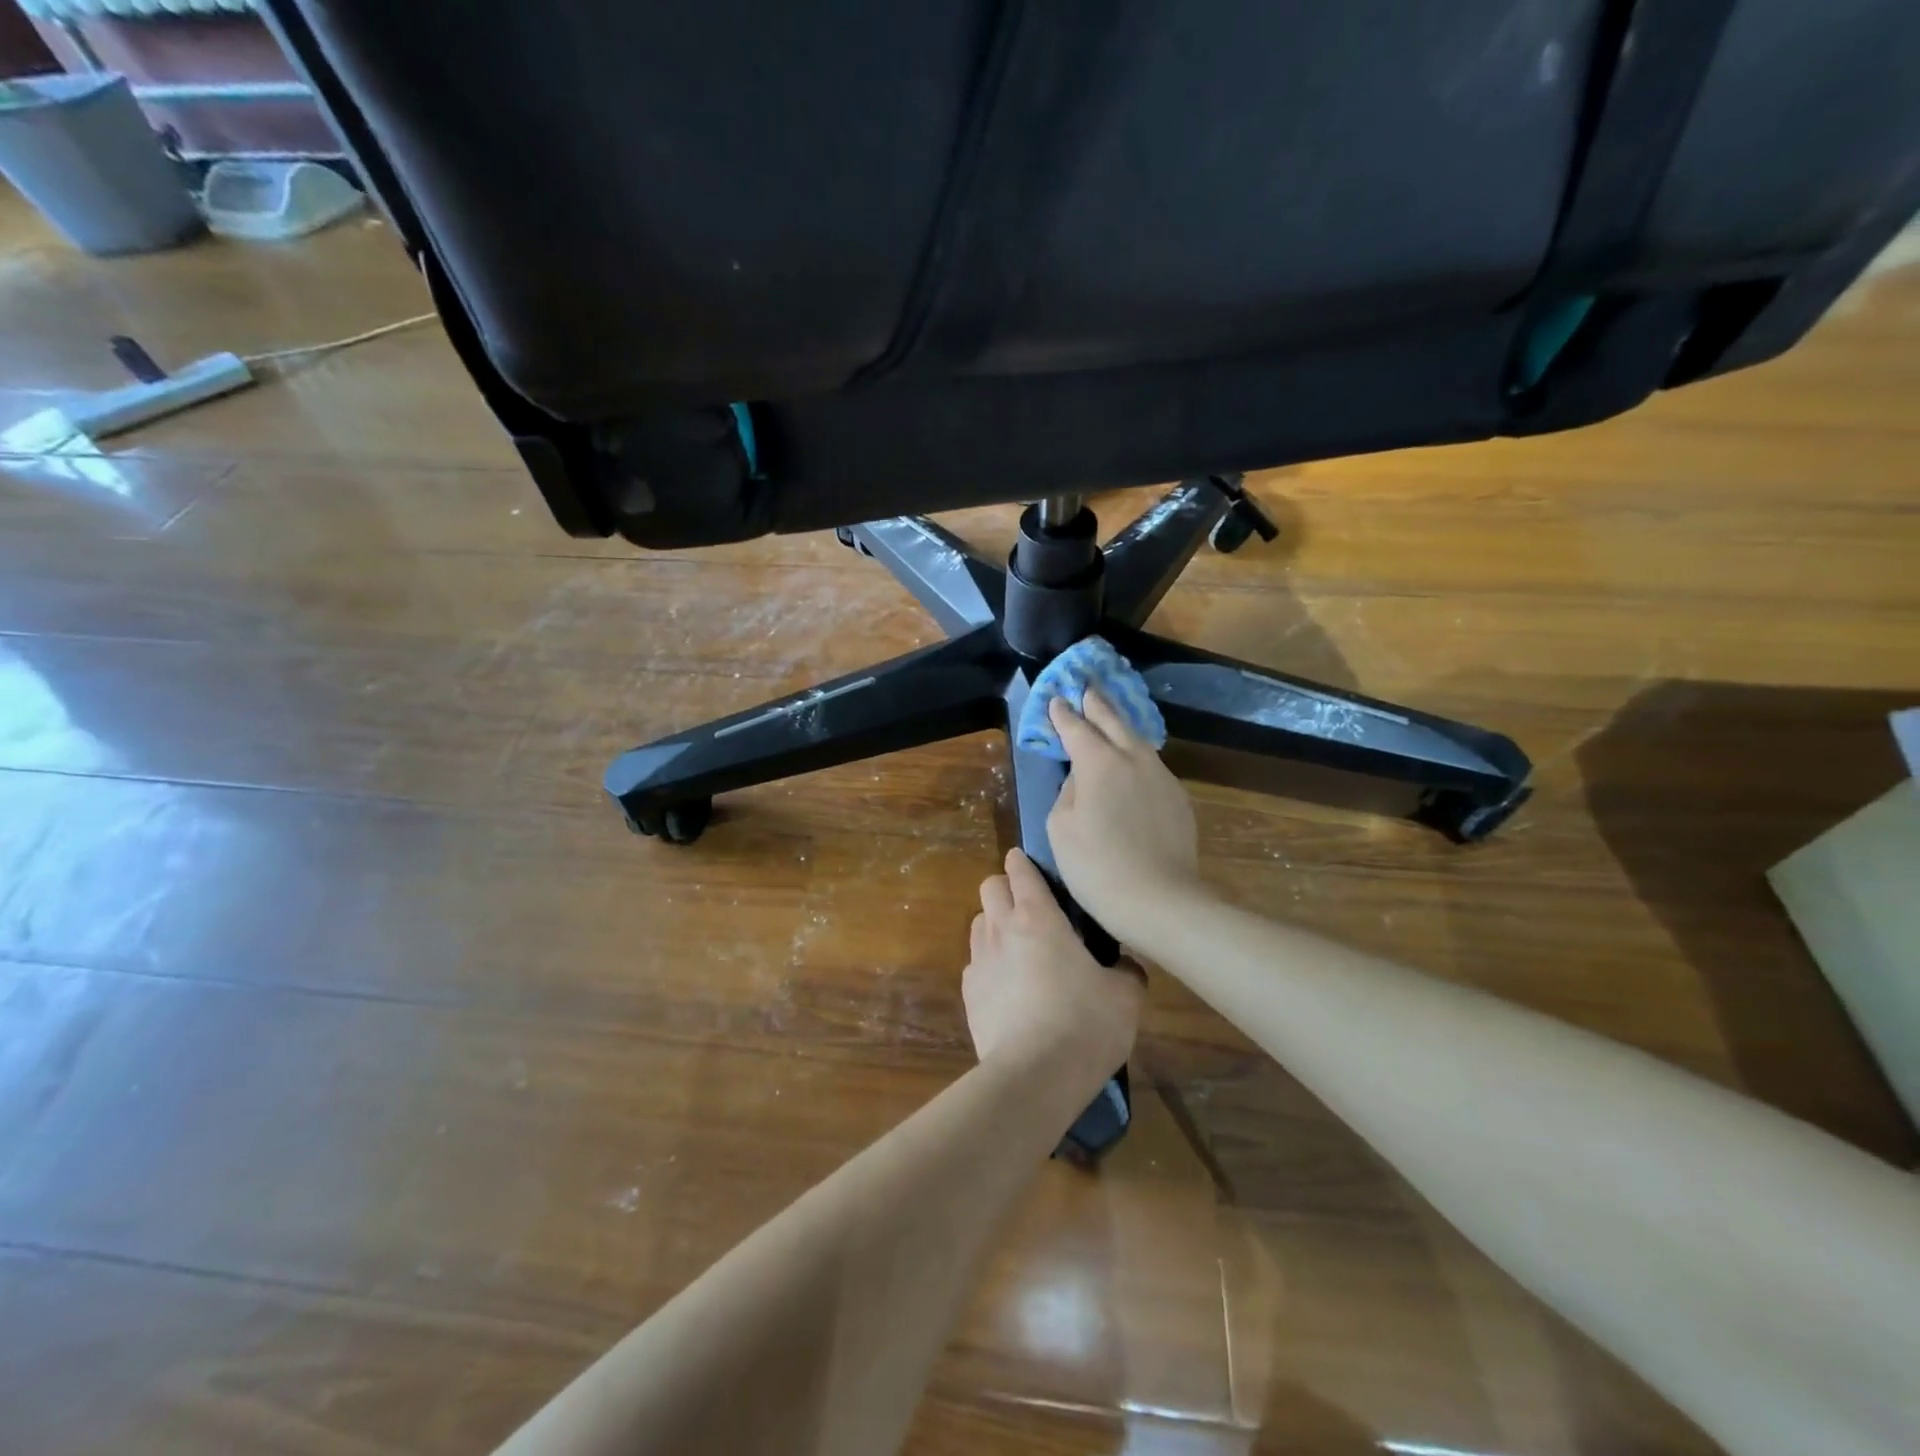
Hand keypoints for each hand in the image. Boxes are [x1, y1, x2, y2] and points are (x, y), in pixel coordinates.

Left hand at [964, 848, 1142, 1080]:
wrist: (1035, 1076)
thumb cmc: (1085, 1023)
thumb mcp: (1125, 996)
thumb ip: (1127, 970)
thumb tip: (1126, 965)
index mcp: (1038, 917)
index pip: (1020, 871)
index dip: (1023, 862)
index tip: (1029, 862)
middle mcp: (1001, 930)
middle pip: (990, 887)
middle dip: (1005, 888)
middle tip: (1030, 906)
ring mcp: (979, 962)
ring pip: (978, 922)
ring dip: (994, 923)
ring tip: (1018, 945)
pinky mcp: (968, 994)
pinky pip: (974, 962)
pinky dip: (988, 963)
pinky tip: (1008, 985)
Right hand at [1046, 690, 1206, 942]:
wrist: (1158, 899)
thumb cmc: (1095, 865)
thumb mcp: (1060, 827)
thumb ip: (1068, 790)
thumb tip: (1082, 777)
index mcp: (1098, 762)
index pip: (1076, 727)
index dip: (1063, 713)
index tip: (1056, 700)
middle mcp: (1133, 758)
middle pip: (1113, 720)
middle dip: (1096, 702)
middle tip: (1087, 686)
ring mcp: (1161, 776)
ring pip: (1137, 740)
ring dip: (1120, 725)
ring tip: (1110, 717)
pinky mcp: (1178, 797)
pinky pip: (1151, 765)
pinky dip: (1136, 755)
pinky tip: (1131, 762)